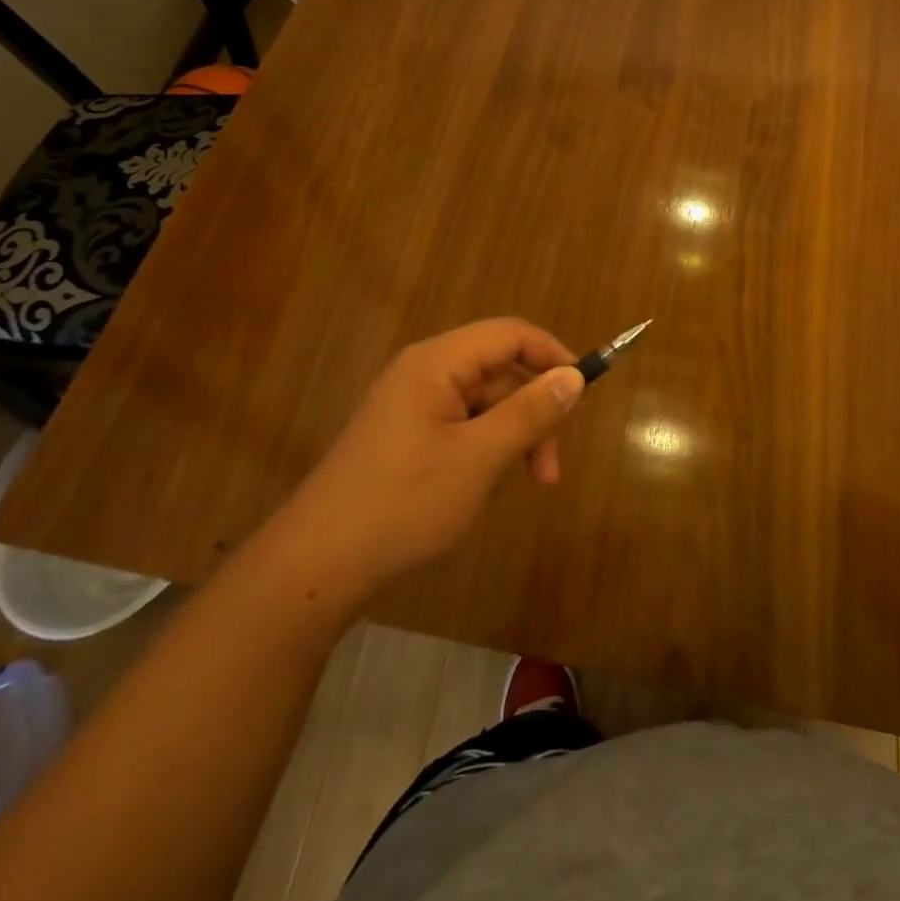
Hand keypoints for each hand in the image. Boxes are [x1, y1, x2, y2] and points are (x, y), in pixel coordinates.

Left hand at [279, 319, 584, 588]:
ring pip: (483, 406)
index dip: (552, 355)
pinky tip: (479, 491)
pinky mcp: (404, 437)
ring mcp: (410, 406)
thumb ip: (530, 412)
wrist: (317, 566)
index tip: (582, 393)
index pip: (509, 335)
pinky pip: (461, 428)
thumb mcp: (480, 458)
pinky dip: (483, 452)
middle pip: (499, 374)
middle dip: (531, 416)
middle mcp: (422, 373)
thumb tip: (575, 376)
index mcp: (436, 362)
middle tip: (548, 473)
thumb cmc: (404, 503)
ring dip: (510, 440)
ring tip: (512, 488)